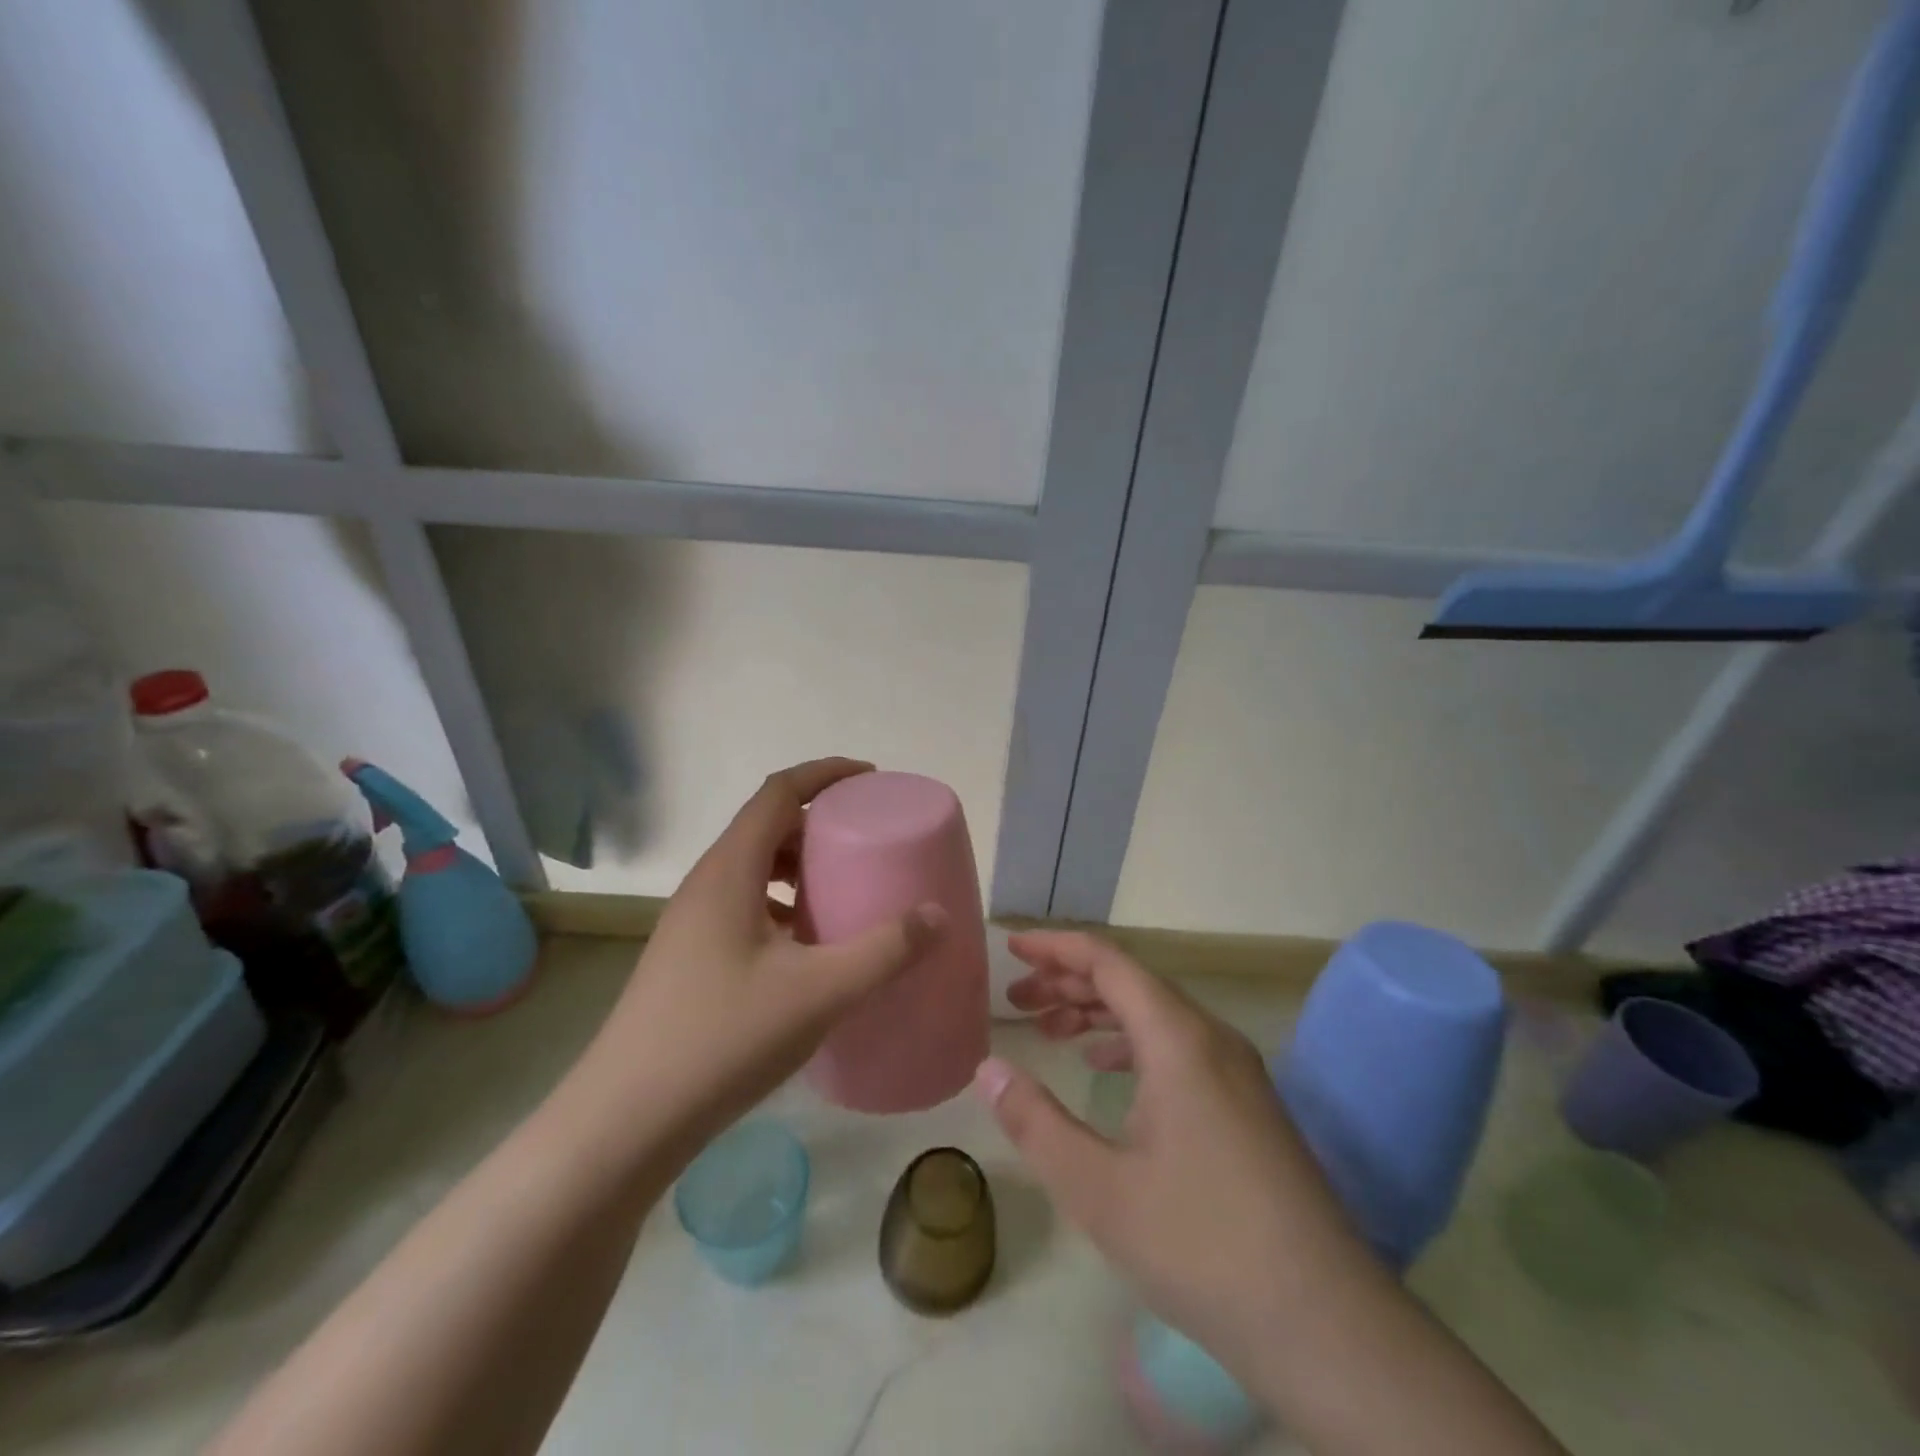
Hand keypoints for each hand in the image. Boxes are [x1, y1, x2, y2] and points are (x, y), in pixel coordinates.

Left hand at [582, 759, 948, 1143]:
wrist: (626, 1120)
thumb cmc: (723, 1038)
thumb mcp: (820, 992)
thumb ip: (885, 950)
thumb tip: (937, 915)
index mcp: (730, 870)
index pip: (779, 792)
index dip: (825, 774)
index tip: (870, 779)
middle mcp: (706, 884)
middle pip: (766, 827)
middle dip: (818, 823)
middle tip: (866, 840)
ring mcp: (692, 923)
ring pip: (753, 869)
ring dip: (799, 867)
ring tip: (842, 890)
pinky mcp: (689, 957)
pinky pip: (744, 905)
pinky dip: (782, 905)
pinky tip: (808, 948)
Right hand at [974, 932, 1374, 1387]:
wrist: (1326, 1324)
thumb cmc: (1201, 1245)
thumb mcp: (1097, 1188)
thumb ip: (1034, 1121)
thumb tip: (987, 1069)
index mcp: (1178, 1038)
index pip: (1108, 962)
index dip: (1056, 948)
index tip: (1012, 948)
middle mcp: (1211, 1038)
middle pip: (1131, 982)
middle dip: (1069, 981)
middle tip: (1017, 999)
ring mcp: (1236, 1070)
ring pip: (1155, 1015)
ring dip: (1099, 1012)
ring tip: (1049, 1028)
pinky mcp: (1247, 1103)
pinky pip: (1178, 1046)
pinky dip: (1131, 1043)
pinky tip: (1105, 1068)